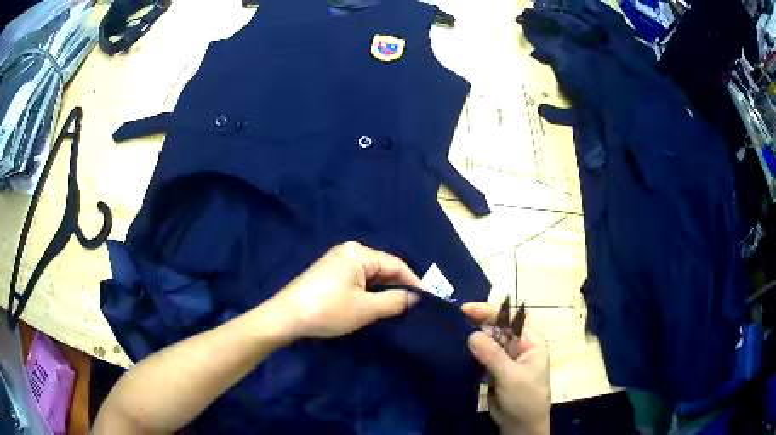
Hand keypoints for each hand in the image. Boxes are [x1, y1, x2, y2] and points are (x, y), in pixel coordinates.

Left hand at [269, 241, 420, 339]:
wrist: (285, 318)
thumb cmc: (327, 310)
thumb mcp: (365, 308)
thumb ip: (395, 301)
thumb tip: (416, 298)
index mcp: (358, 253)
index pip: (396, 265)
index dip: (414, 282)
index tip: (428, 300)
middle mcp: (349, 252)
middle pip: (383, 269)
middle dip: (399, 287)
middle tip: (415, 307)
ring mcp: (337, 263)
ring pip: (371, 277)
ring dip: (384, 292)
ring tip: (399, 310)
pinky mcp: (330, 276)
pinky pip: (358, 281)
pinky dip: (370, 294)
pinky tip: (376, 306)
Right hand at [462, 303, 550, 434]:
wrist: (520, 425)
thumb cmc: (525, 398)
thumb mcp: (511, 376)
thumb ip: (493, 355)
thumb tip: (472, 335)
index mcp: (530, 342)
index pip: (509, 320)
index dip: (489, 312)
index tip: (465, 309)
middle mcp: (518, 347)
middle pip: (497, 330)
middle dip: (478, 324)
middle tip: (455, 321)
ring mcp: (506, 360)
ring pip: (487, 344)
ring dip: (473, 340)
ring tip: (452, 333)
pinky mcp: (495, 372)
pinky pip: (481, 358)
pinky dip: (471, 354)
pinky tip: (457, 351)